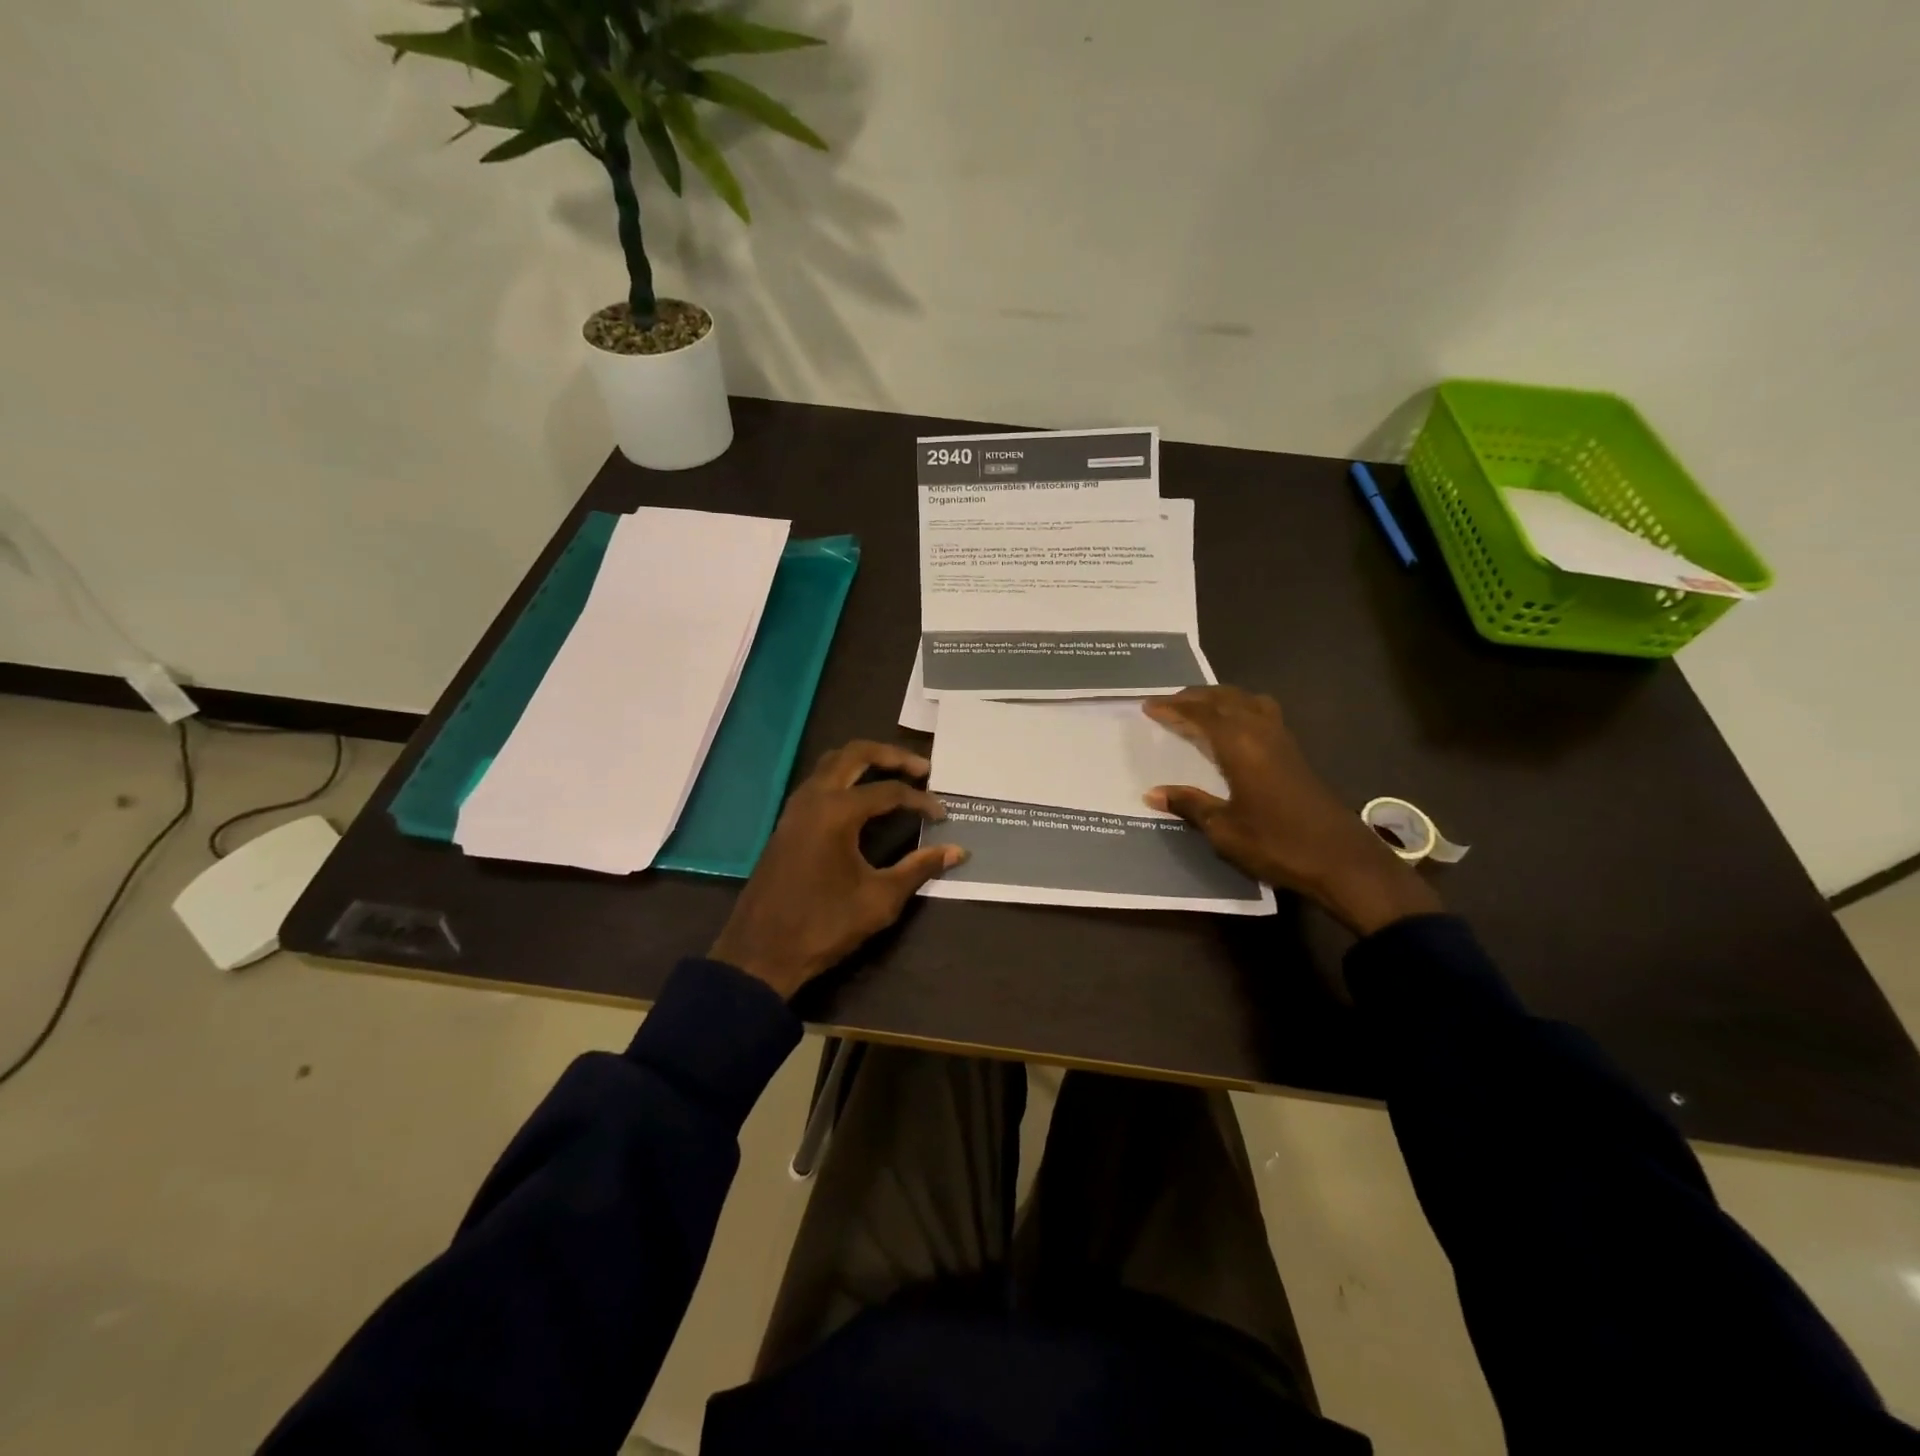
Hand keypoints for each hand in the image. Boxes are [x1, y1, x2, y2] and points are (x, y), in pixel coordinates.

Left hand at [709, 741, 965, 998]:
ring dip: (865, 762)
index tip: (943, 816)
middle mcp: (813, 798)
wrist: (760, 953)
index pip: (889, 791)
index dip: (921, 801)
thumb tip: (957, 851)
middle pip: (855, 754)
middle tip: (922, 769)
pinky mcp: (787, 823)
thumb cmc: (824, 925)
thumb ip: (919, 868)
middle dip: (891, 755)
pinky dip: (846, 779)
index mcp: (837, 812)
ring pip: (832, 763)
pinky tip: (863, 801)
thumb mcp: (880, 899)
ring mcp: (795, 808)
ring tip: (895, 776)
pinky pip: (819, 783)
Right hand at [1143, 687, 1441, 936]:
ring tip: (1199, 707)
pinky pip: (1262, 714)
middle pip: (1225, 699)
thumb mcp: (1224, 830)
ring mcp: (1283, 741)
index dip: (1174, 708)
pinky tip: (1234, 727)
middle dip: (1194, 697)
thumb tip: (1153, 794)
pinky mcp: (1295, 753)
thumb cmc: (1277, 844)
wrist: (1342, 861)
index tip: (1149, 706)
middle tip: (1168, 702)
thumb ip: (1190, 805)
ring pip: (1247, 702)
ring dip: (1220, 698)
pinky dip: (1240, 709)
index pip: (1201, 715)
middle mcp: (1261, 732)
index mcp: (1240, 745)